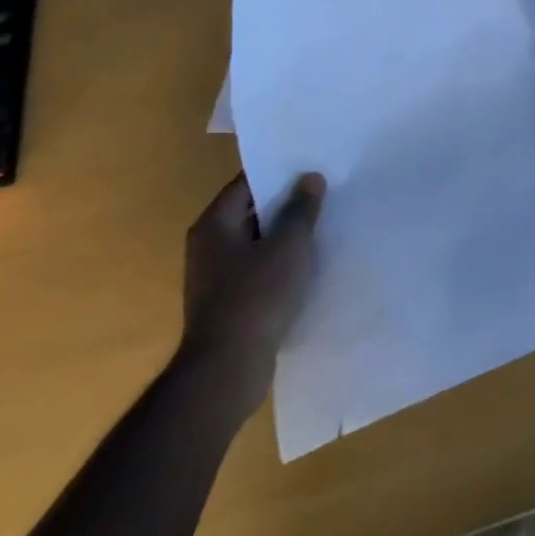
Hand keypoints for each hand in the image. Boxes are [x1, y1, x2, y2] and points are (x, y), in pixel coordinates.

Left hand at [179, 173, 324, 423]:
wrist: (227, 371)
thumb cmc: (256, 296)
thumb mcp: (289, 244)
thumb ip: (301, 208)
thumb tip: (309, 178)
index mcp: (214, 225)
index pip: (248, 183)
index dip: (280, 171)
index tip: (312, 164)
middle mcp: (209, 246)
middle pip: (252, 211)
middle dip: (287, 203)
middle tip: (325, 190)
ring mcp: (216, 278)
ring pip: (258, 243)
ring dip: (286, 235)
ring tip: (324, 223)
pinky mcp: (229, 304)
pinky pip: (260, 270)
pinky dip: (282, 264)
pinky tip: (310, 263)